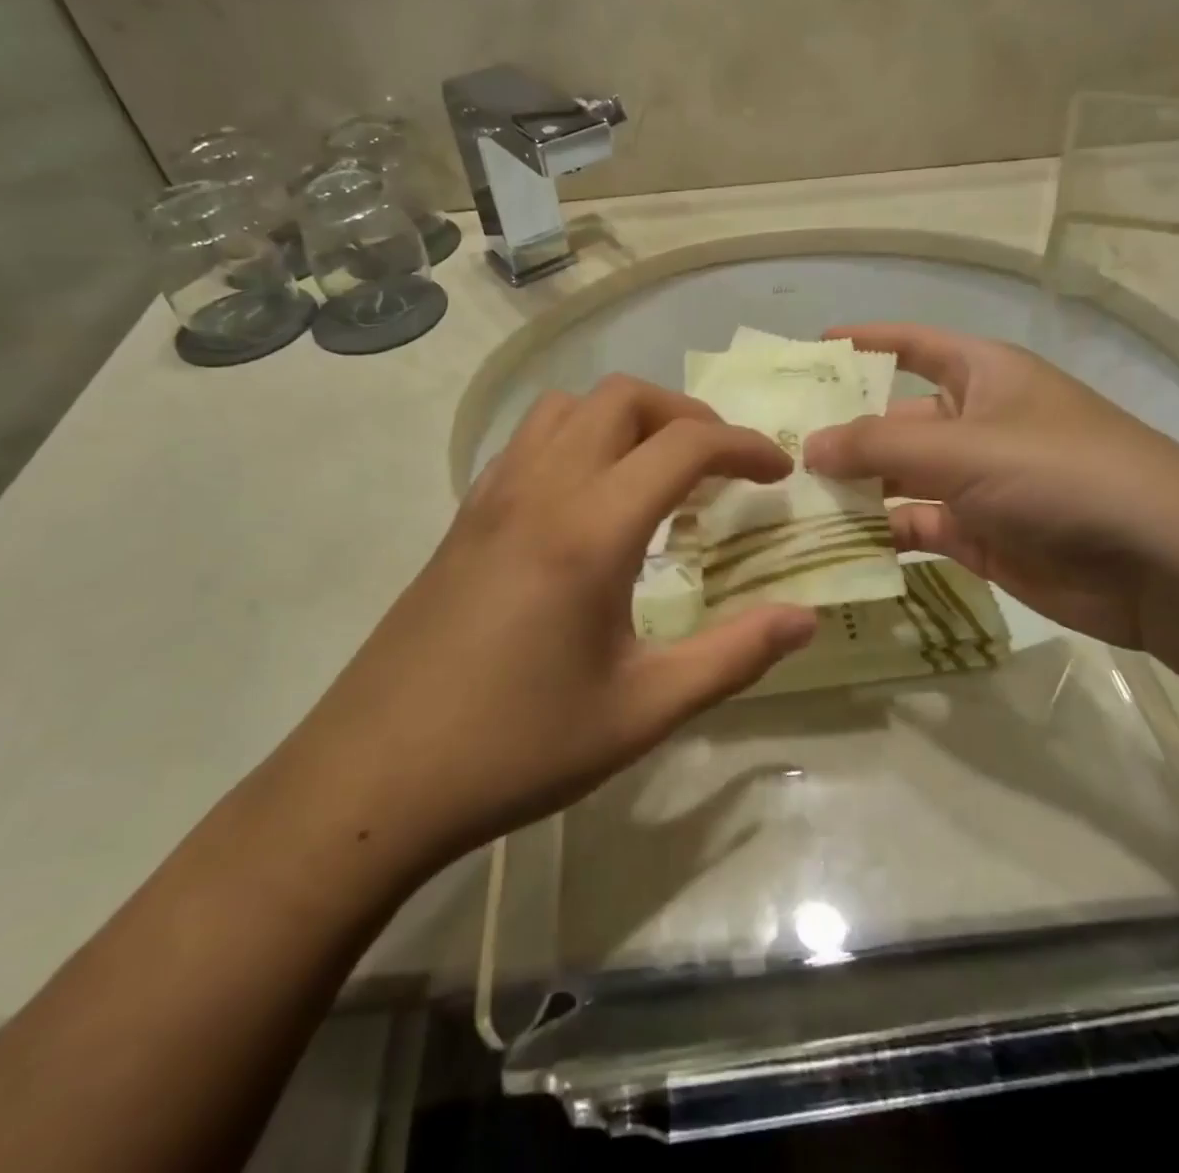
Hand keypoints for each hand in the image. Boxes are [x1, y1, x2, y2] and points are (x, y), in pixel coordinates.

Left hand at [300, 377, 817, 865]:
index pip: (684, 445)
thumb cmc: (516, 747)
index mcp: (590, 530)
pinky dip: (577, 440)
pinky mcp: (463, 520)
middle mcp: (539, 491)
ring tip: (657, 474)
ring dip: (625, 419)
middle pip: (622, 399)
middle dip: (686, 416)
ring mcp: (491, 498)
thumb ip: (733, 657)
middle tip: (721, 468)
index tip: (779, 474)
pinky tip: (589, 502)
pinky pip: (528, 442)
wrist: (374, 780)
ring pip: (566, 408)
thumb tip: (804, 618)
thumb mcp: (642, 711)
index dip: (744, 447)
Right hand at [804, 323, 1178, 646]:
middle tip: (771, 449)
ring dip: (850, 490)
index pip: (911, 344)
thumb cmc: (1062, 475)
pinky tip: (828, 544)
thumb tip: (806, 446)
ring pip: (895, 478)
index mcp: (981, 375)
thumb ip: (877, 444)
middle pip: (892, 418)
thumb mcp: (964, 448)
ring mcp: (975, 482)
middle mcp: (975, 422)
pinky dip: (876, 535)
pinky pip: (911, 526)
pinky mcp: (976, 535)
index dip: (862, 343)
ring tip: (784, 501)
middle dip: (839, 432)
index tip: (805, 351)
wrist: (1159, 564)